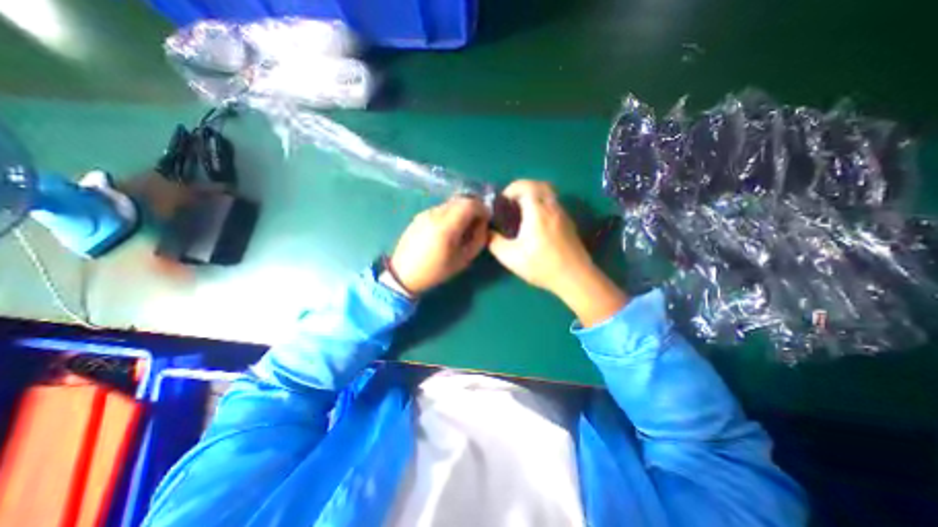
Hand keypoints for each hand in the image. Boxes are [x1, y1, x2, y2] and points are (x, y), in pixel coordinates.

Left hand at [387, 195, 491, 296]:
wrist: (404, 274)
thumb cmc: (435, 271)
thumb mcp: (463, 260)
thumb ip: (478, 240)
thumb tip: (483, 225)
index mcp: (446, 226)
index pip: (470, 203)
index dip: (482, 208)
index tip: (486, 219)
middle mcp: (435, 214)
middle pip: (460, 200)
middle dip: (473, 208)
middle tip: (476, 224)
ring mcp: (425, 213)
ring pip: (450, 204)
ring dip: (461, 211)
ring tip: (462, 229)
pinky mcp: (419, 216)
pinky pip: (440, 209)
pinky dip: (450, 214)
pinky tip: (447, 230)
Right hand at [487, 183, 623, 327]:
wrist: (574, 277)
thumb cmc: (541, 265)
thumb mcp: (510, 257)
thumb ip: (494, 242)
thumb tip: (487, 232)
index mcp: (537, 211)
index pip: (525, 186)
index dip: (511, 189)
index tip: (503, 202)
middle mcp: (552, 207)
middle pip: (539, 185)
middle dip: (523, 188)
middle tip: (512, 203)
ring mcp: (563, 214)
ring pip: (549, 194)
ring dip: (534, 196)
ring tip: (523, 213)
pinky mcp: (569, 223)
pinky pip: (554, 205)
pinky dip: (543, 205)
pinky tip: (537, 224)